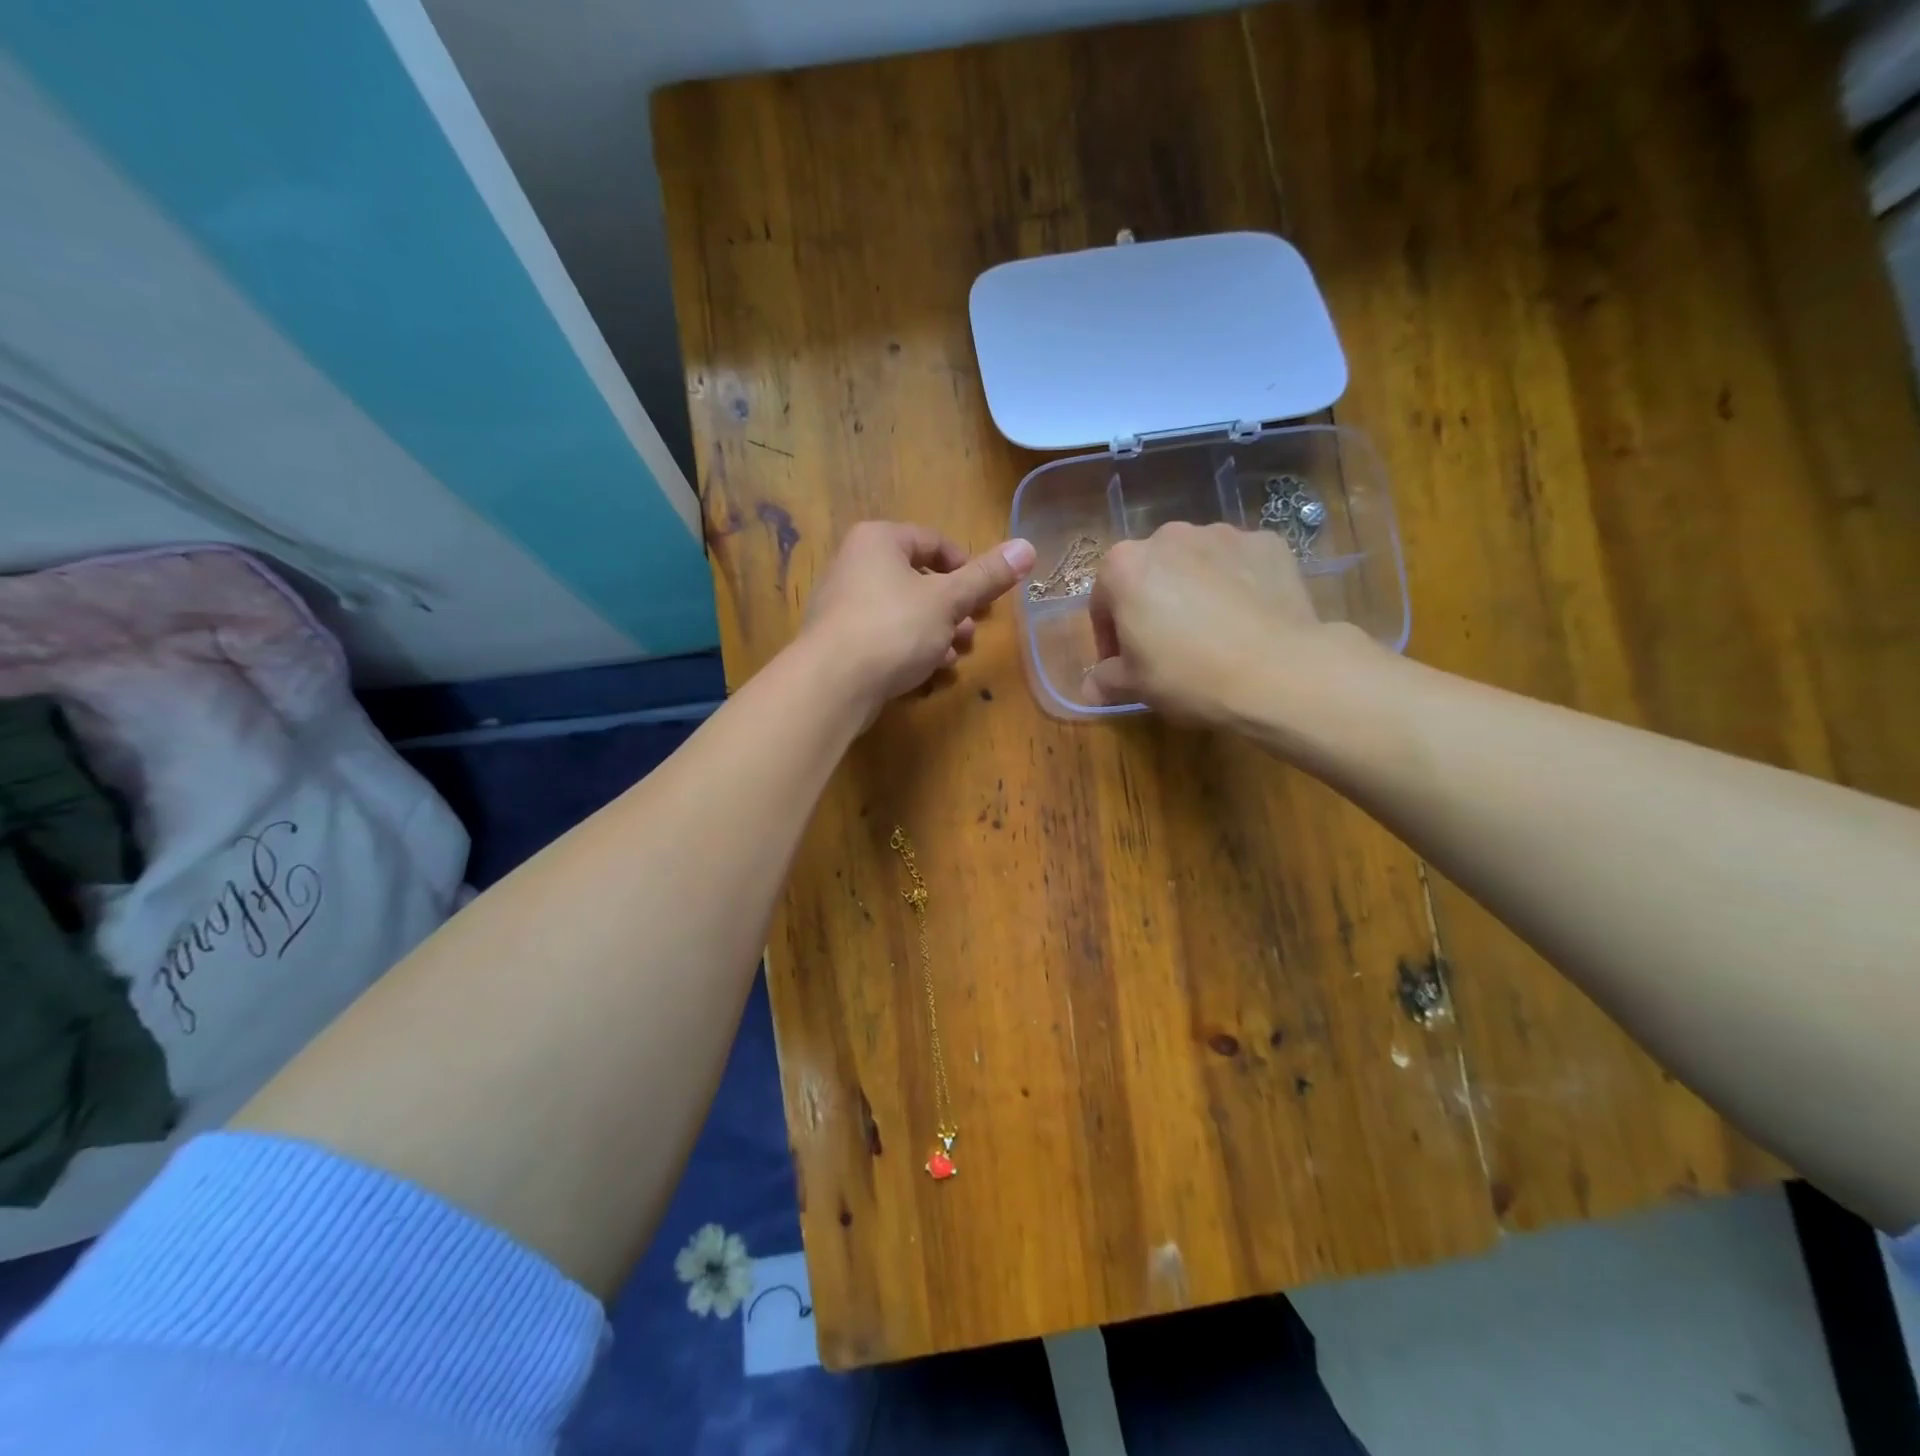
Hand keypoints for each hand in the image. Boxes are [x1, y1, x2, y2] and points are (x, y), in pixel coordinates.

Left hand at [800, 521, 1035, 722]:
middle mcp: (855, 564)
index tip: (986, 595)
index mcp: (878, 540)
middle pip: (918, 578)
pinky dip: (910, 647)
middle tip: (973, 630)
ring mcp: (843, 605)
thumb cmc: (893, 627)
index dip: (966, 566)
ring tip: (956, 654)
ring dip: (937, 630)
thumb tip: (1027, 546)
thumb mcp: (948, 600)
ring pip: (904, 610)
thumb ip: (987, 576)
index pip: (933, 541)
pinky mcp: (840, 641)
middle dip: (953, 607)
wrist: (831, 684)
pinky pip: (884, 635)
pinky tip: (930, 670)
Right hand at [1088, 522, 1362, 725]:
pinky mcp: (1267, 542)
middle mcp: (1168, 536)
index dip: (1109, 637)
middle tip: (1167, 647)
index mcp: (1124, 566)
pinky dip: (1237, 583)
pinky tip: (1247, 619)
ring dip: (1193, 590)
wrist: (1278, 672)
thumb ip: (1106, 680)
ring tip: (1212, 631)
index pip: (1103, 600)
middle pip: (1149, 573)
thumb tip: (1090, 687)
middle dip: (1152, 605)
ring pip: (1195, 564)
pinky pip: (1239, 563)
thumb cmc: (1189, 676)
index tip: (1123, 665)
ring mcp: (1222, 534)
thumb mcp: (1136, 686)